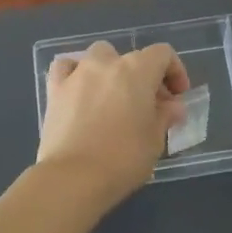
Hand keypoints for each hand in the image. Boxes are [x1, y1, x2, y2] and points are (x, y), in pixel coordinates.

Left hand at [38, 41, 189, 202]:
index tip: (177, 97)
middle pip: (131, 57)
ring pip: (98, 56)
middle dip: (145, 77)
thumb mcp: (155, 140)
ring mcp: (77, 74)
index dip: (175, 71)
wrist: (73, 178)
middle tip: (150, 106)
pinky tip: (80, 90)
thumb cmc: (123, 158)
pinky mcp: (55, 90)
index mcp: (137, 70)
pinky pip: (66, 68)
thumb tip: (173, 107)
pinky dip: (75, 73)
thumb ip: (165, 116)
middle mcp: (107, 64)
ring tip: (114, 97)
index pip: (163, 54)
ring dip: (111, 70)